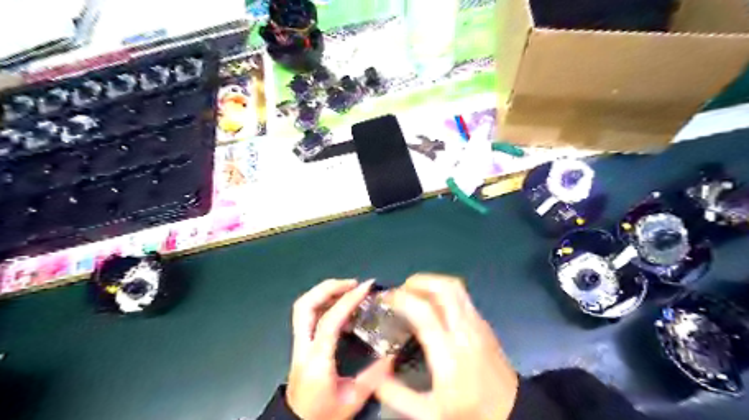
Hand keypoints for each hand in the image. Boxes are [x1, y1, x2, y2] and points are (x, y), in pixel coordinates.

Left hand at [288, 278, 391, 419]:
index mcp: (317, 359)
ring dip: (324, 291)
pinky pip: (307, 314)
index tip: (366, 287)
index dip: (348, 300)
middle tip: (352, 283)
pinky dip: (322, 302)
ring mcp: (298, 344)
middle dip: (328, 287)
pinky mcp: (300, 344)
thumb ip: (374, 376)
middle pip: (305, 305)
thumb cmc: (323, 415)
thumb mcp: (353, 399)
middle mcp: (303, 346)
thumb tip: (392, 354)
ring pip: (302, 307)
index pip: (329, 320)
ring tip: (347, 289)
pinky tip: (340, 305)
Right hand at [378, 274, 517, 418]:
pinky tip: (432, 304)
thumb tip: (374, 374)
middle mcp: (465, 330)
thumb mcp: (428, 414)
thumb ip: (396, 395)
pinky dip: (442, 290)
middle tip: (399, 291)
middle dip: (417, 282)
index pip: (423, 311)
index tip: (385, 299)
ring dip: (431, 282)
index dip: (401, 298)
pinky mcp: (484, 323)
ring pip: (455, 287)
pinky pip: (462, 295)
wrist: (513, 413)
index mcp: (449, 353)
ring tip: (414, 293)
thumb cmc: (470, 412)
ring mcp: (477, 323)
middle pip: (443, 288)